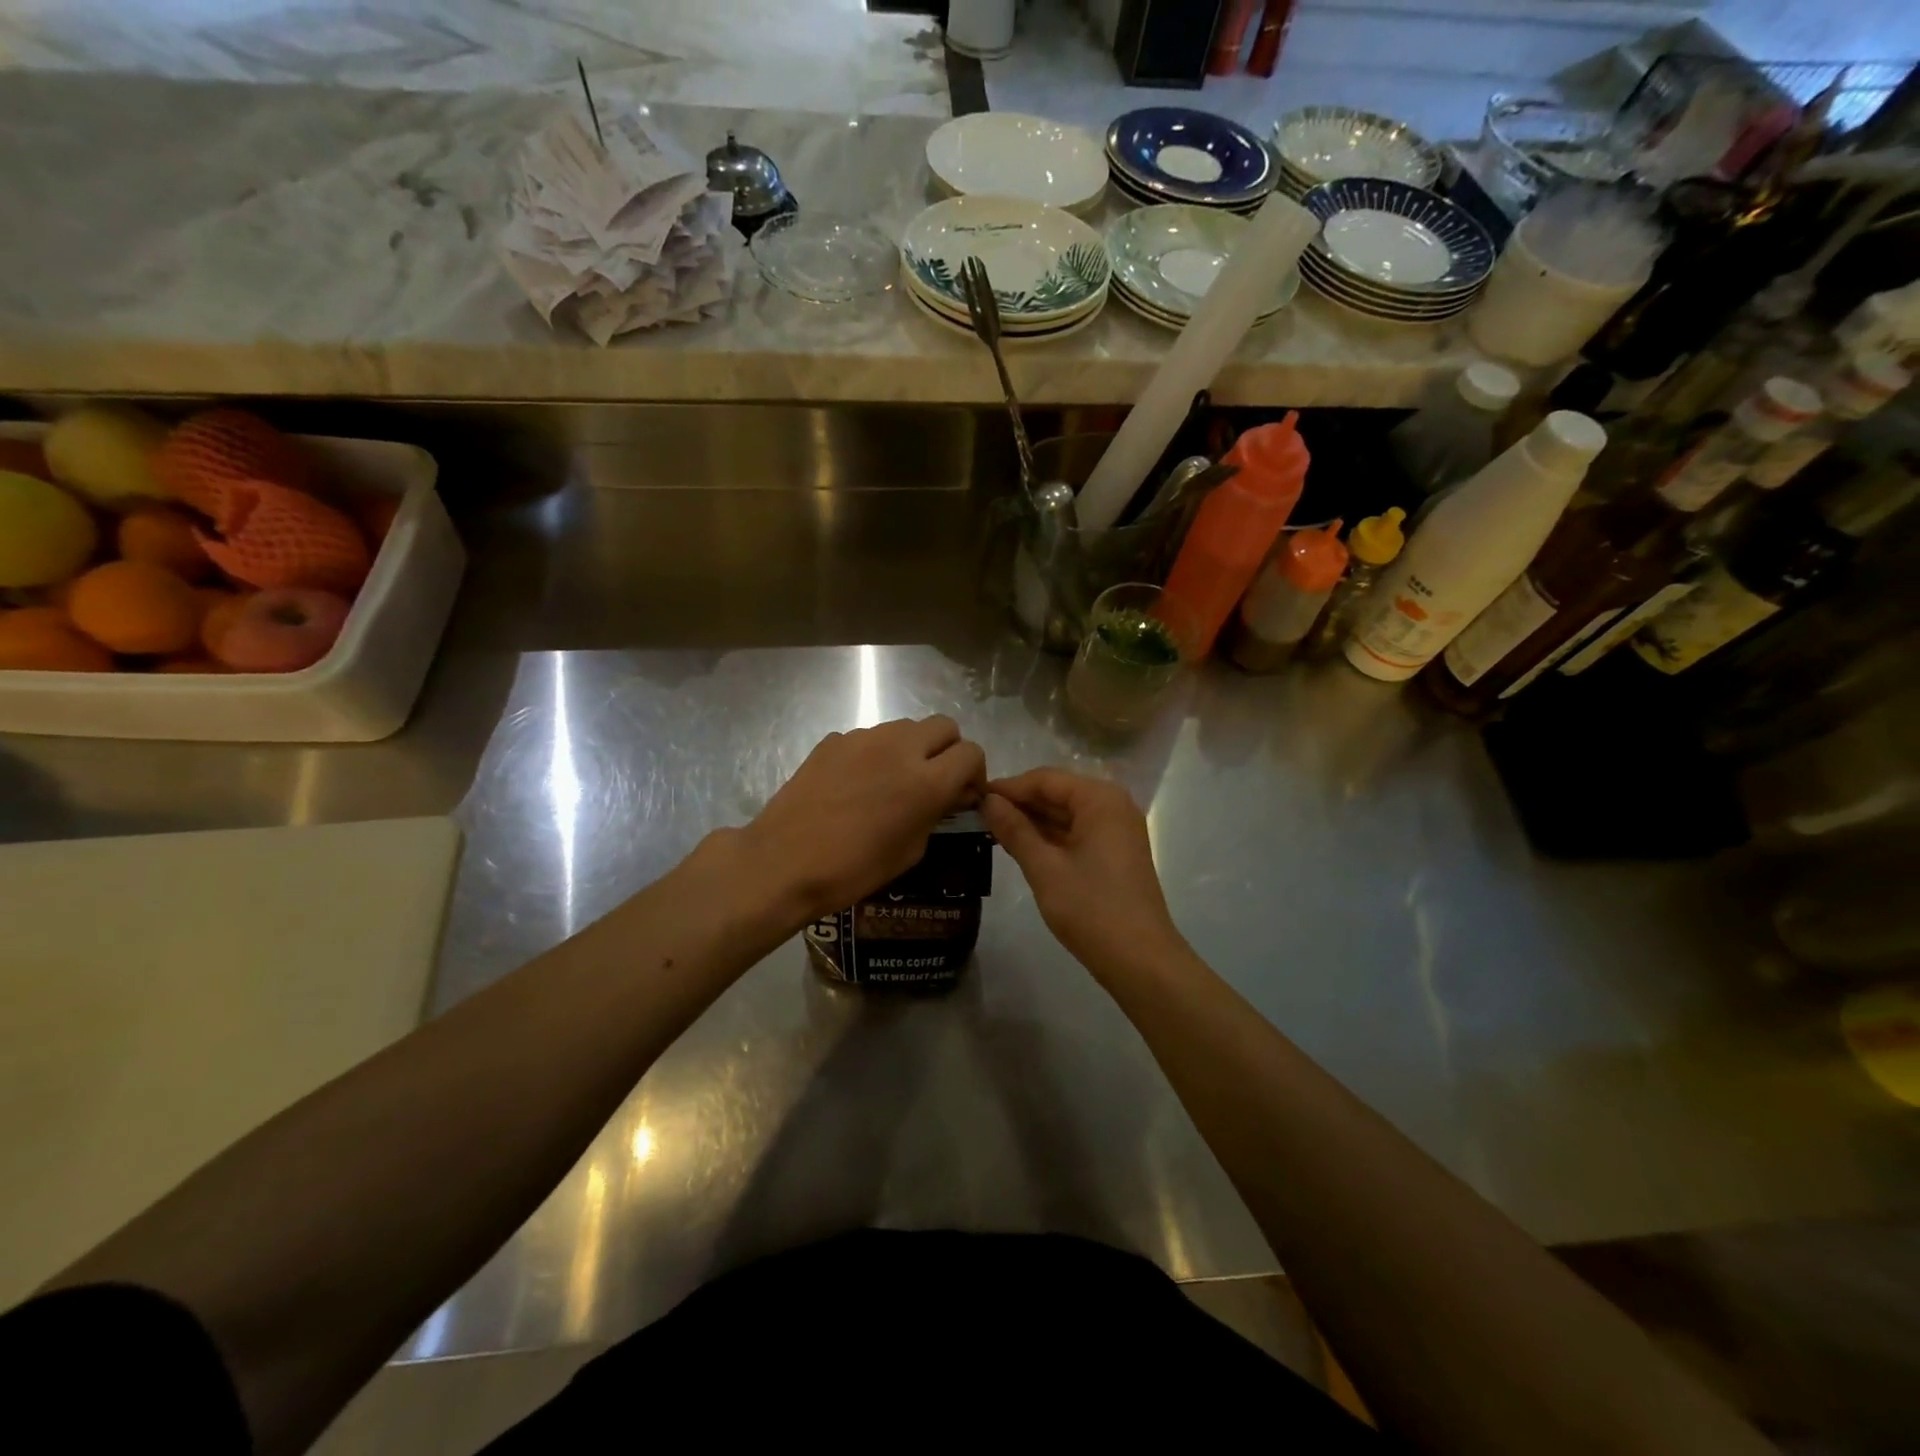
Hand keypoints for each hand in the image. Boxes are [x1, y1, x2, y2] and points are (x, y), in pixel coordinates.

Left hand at [733, 717, 985, 928]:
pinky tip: (858, 784)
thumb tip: (952, 795)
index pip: (971, 753)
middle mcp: (900, 748)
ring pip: (906, 727)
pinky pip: (870, 737)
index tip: (963, 794)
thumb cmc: (853, 869)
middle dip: (948, 750)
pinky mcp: (834, 740)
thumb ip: (937, 813)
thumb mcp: (910, 851)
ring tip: (894, 781)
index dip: (974, 773)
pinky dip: (876, 754)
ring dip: (912, 748)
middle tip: (935, 780)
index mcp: (926, 780)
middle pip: (944, 726)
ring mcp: (864, 738)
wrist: (783, 861)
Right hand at [981, 768, 1186, 976]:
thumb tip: (988, 801)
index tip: (973, 797)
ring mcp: (1118, 830)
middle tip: (978, 815)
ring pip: (1066, 813)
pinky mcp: (1116, 852)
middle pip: (1058, 792)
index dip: (1008, 787)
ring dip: (1033, 821)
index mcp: (1100, 799)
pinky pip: (1077, 832)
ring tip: (992, 830)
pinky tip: (1021, 846)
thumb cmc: (1091, 909)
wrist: (1140, 960)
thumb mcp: (1044, 868)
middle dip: (1020, 803)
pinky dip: (1050, 837)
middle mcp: (1113, 805)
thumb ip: (1014, 830)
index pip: (1045, 779)